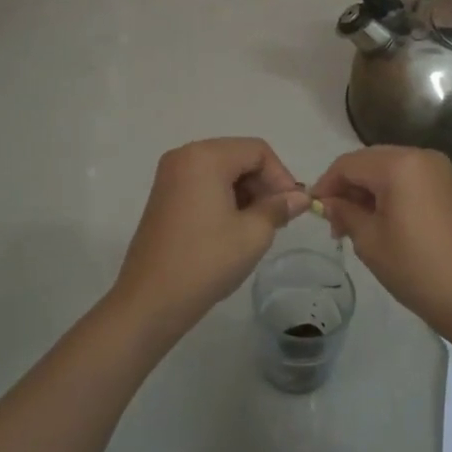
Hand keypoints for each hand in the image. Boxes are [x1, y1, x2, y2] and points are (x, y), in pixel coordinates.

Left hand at [107, 138, 309, 344]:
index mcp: (205, 157)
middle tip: (279, 219)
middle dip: (263, 184)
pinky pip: (204, 184)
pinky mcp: (164, 196)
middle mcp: (184, 156)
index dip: (281, 176)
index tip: (292, 208)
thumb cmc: (206, 261)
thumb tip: (300, 197)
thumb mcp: (253, 234)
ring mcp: (170, 176)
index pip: (257, 150)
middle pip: (238, 156)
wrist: (151, 300)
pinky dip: (225, 198)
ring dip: (246, 192)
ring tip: (259, 226)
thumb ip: (279, 208)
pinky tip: (235, 228)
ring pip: (222, 171)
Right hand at [311, 146, 451, 344]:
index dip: (326, 184)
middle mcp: (422, 157)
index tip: (312, 209)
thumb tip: (329, 203)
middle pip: (370, 162)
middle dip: (348, 187)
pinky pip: (410, 180)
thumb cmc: (416, 268)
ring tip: (356, 227)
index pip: (348, 163)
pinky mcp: (450, 188)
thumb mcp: (369, 241)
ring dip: (368, 191)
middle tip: (334, 222)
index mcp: (400, 164)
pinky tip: (382, 223)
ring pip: (390, 170)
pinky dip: (390, 194)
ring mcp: (440, 172)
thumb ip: (344, 213)